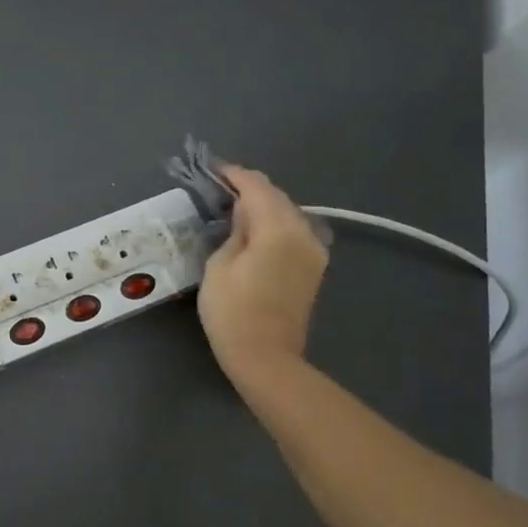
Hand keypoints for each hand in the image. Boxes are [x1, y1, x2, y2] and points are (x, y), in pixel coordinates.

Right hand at [197, 163, 329, 378]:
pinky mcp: (313, 268)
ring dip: (264, 206)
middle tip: (222, 185)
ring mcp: (314, 252)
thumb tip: (243, 213)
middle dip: (250, 188)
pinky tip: (256, 229)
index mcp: (279, 228)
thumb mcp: (220, 264)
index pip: (257, 187)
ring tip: (236, 206)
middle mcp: (304, 233)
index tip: (214, 168)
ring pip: (288, 214)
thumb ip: (235, 231)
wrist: (266, 358)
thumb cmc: (233, 311)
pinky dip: (275, 224)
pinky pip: (294, 232)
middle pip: (277, 197)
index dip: (234, 175)